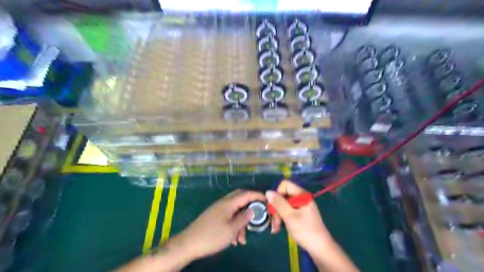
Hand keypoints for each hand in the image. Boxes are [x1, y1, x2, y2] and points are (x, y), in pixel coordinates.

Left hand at [166, 189, 264, 260]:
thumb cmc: (212, 236)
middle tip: (258, 215)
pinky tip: (234, 239)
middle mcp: (224, 202)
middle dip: (251, 207)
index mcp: (229, 202)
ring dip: (241, 221)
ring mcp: (218, 209)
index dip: (258, 195)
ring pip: (235, 210)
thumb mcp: (232, 229)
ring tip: (243, 238)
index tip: (268, 201)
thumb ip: (244, 218)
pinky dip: (234, 224)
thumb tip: (253, 210)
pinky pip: (229, 216)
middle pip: (241, 199)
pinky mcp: (214, 216)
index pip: (247, 194)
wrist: (188, 243)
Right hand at [267, 181, 330, 252]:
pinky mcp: (300, 214)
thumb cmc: (306, 231)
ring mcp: (301, 206)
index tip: (274, 206)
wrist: (321, 249)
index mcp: (302, 195)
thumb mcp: (290, 216)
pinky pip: (287, 211)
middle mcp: (301, 198)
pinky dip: (282, 218)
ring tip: (275, 228)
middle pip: (283, 195)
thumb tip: (268, 192)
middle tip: (274, 221)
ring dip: (277, 215)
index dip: (277, 193)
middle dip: (276, 207)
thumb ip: (278, 203)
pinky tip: (278, 228)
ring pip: (283, 204)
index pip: (285, 185)